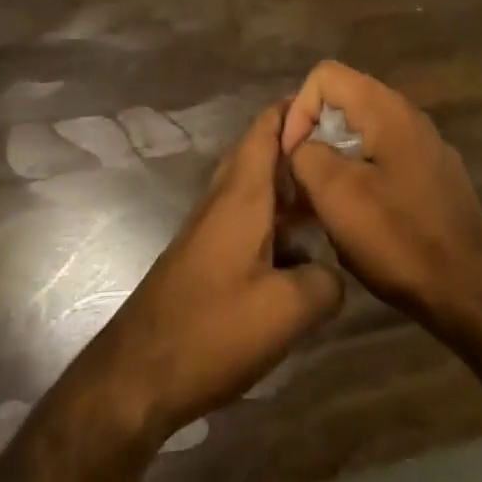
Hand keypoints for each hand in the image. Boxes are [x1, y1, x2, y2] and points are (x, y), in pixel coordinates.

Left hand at [87, 105, 343, 443]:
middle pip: (260, 152)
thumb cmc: (213, 330)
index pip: (266, 127)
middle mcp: (223, 198)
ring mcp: (210, 226)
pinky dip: (275, 217)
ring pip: (255, 187)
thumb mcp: (288, 311)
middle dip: (298, 146)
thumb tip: (332, 272)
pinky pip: (247, 217)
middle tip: (343, 154)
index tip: (336, 107)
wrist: (138, 373)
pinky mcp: (205, 253)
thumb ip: (325, 282)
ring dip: (288, 185)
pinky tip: (300, 248)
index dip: (297, 108)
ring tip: (332, 197)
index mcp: (242, 194)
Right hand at [281, 61, 481, 334]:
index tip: (292, 157)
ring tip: (324, 205)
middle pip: (343, 103)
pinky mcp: (433, 176)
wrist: (469, 291)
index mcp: (386, 109)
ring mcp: (425, 146)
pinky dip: (361, 176)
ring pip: (362, 134)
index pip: (325, 76)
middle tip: (301, 183)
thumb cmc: (398, 238)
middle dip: (314, 137)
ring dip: (335, 161)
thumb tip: (303, 147)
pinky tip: (359, 219)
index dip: (298, 110)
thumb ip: (307, 155)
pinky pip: (384, 158)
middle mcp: (409, 116)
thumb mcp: (336, 195)